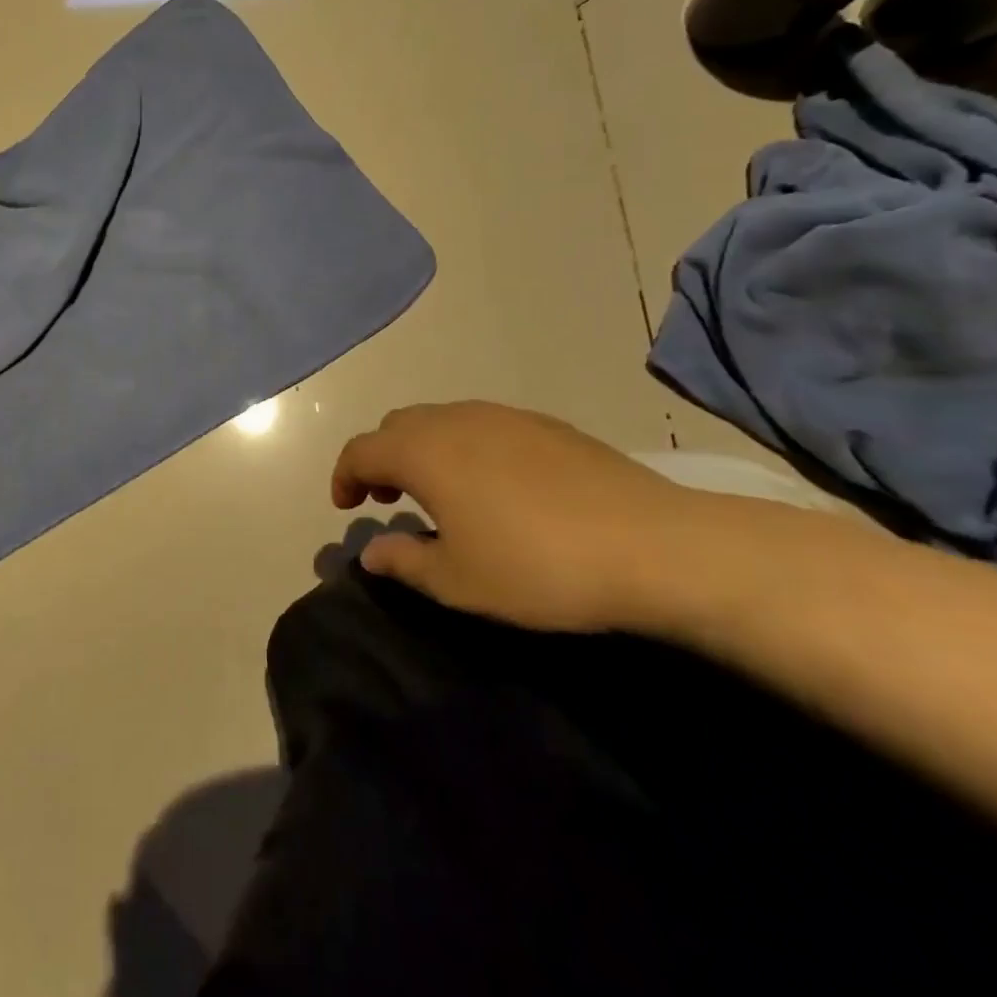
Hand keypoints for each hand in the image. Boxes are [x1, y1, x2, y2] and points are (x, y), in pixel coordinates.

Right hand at [330, 401, 718, 632]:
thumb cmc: (537, 567)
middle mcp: (455, 420)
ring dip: (422, 450)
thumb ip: (403, 561)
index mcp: (423, 451)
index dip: (344, 477)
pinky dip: (463, 447)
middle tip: (389, 500)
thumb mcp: (458, 581)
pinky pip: (481, 425)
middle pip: (397, 426)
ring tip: (439, 493)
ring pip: (440, 420)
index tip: (345, 507)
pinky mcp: (544, 424)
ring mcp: (503, 416)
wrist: (652, 545)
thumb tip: (370, 550)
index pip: (361, 450)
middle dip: (381, 459)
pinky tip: (493, 486)